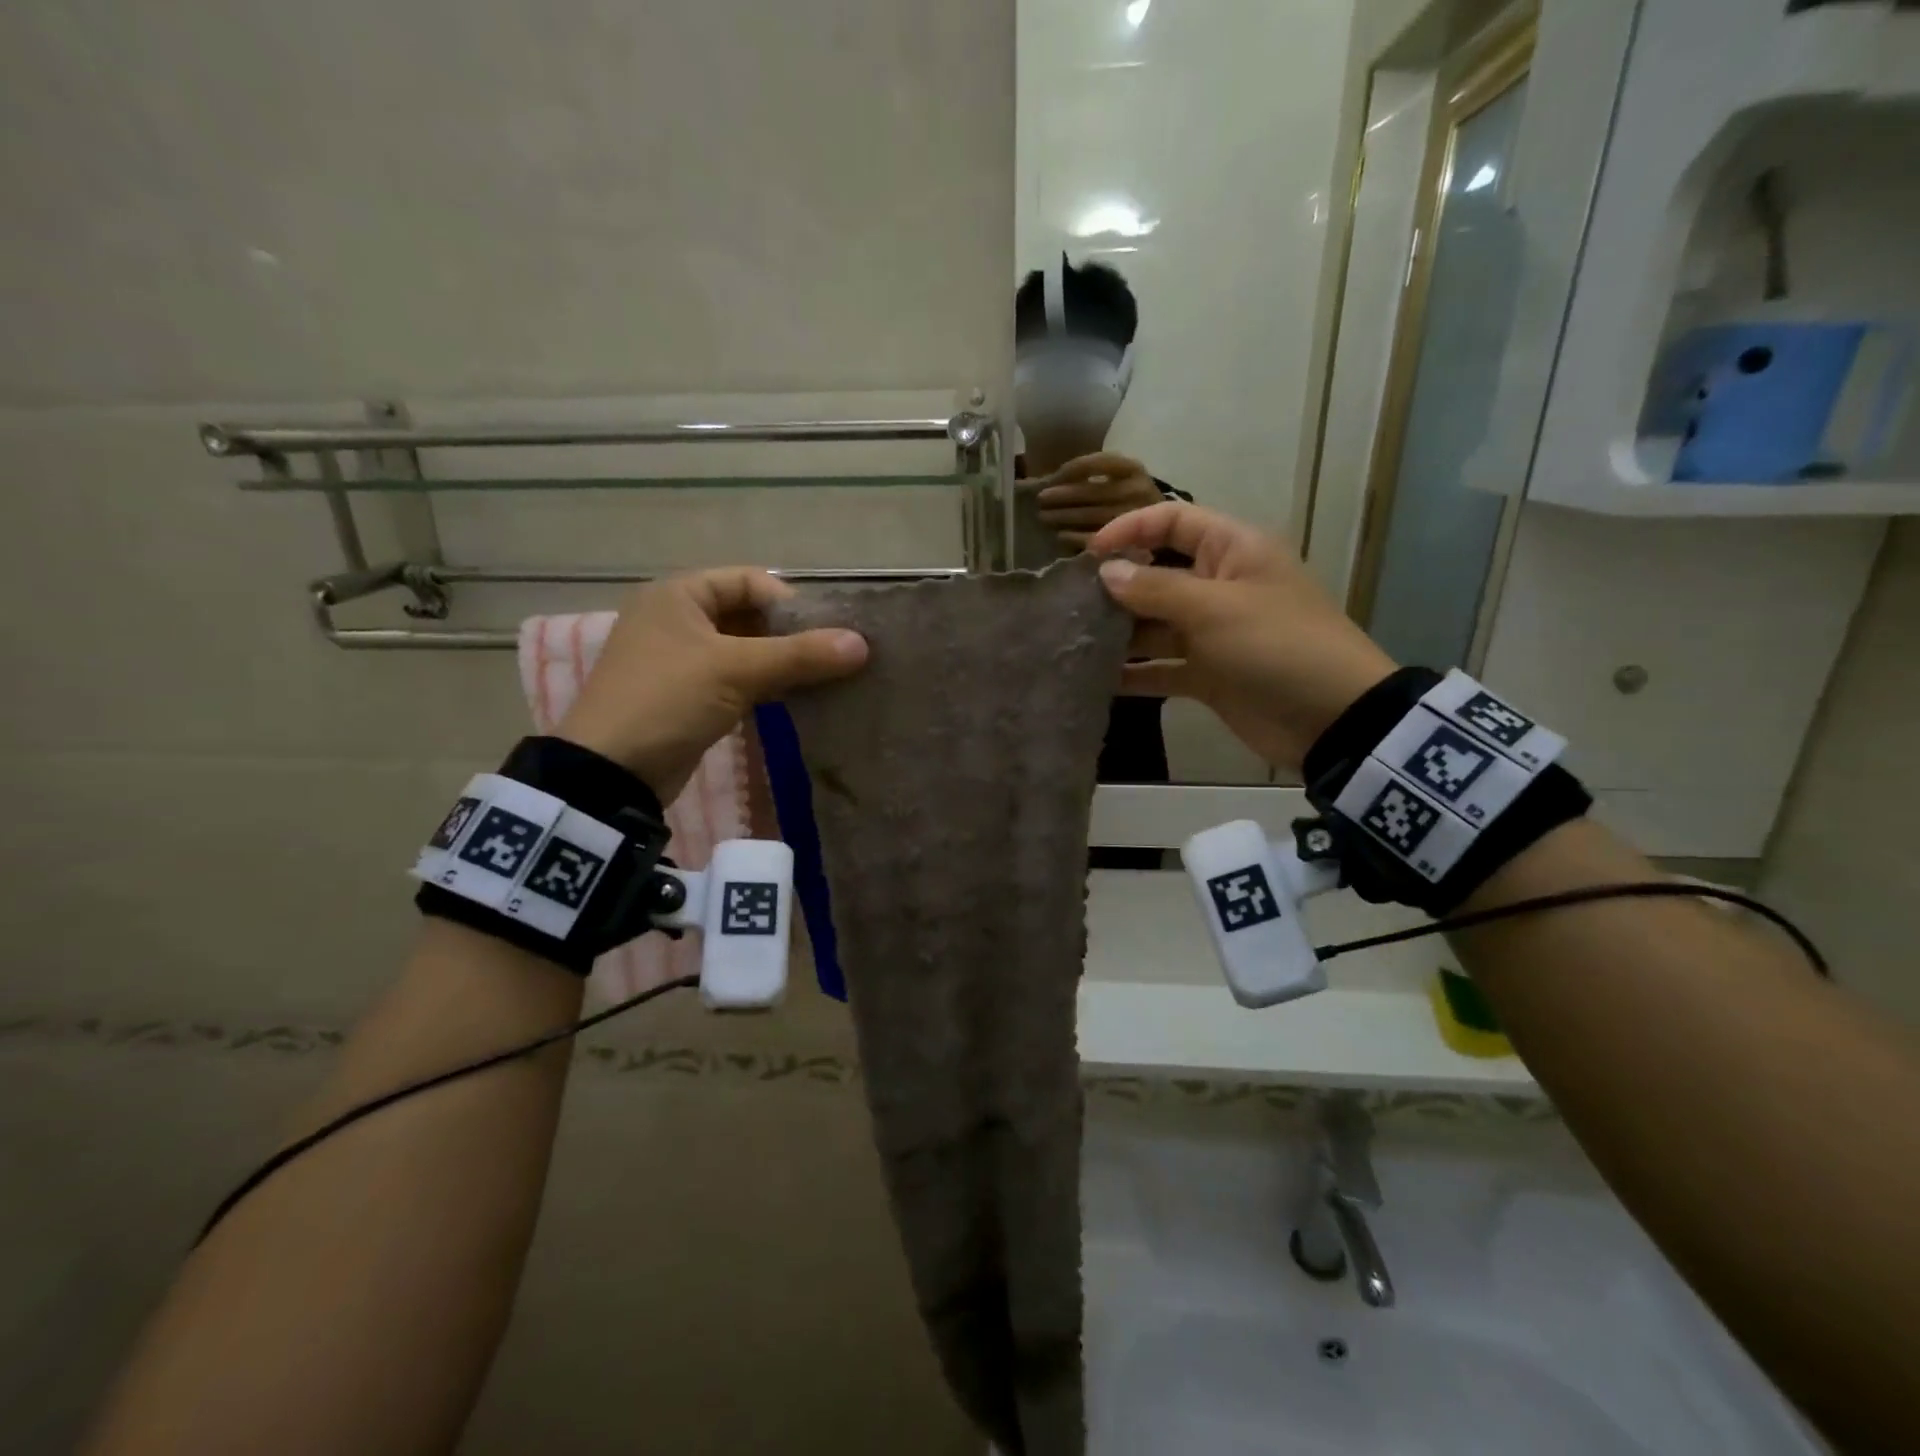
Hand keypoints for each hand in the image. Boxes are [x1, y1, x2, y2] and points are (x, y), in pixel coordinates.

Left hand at [556, 568, 867, 800]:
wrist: (611, 771)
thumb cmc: (668, 700)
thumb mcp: (736, 671)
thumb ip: (800, 655)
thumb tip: (862, 644)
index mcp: (678, 595)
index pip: (749, 580)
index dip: (790, 602)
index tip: (825, 632)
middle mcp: (676, 619)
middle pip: (748, 615)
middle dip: (790, 635)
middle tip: (831, 657)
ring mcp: (679, 659)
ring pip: (744, 650)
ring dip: (781, 662)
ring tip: (823, 679)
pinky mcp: (686, 695)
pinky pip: (735, 679)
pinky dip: (764, 685)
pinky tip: (796, 699)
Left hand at [1035, 452, 1164, 549]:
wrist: (1168, 533)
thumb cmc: (1132, 503)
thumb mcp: (1120, 480)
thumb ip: (1093, 477)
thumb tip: (1051, 480)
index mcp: (1134, 469)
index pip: (1096, 463)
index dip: (1069, 470)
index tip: (1051, 477)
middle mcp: (1138, 490)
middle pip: (1091, 491)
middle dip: (1061, 496)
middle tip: (1040, 500)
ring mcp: (1136, 518)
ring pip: (1092, 515)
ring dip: (1063, 517)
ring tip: (1044, 518)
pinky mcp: (1133, 543)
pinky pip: (1097, 539)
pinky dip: (1074, 537)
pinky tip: (1060, 537)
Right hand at [1089, 502, 1396, 772]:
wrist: (1331, 719)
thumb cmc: (1276, 646)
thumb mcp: (1215, 610)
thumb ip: (1156, 590)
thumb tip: (1107, 572)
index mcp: (1233, 551)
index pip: (1173, 521)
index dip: (1130, 530)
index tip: (1088, 554)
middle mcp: (1220, 586)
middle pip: (1158, 574)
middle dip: (1118, 586)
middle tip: (1071, 603)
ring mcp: (1213, 633)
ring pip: (1156, 624)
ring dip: (1121, 633)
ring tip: (1074, 640)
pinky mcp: (1208, 674)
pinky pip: (1162, 666)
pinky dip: (1136, 673)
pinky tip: (1097, 679)